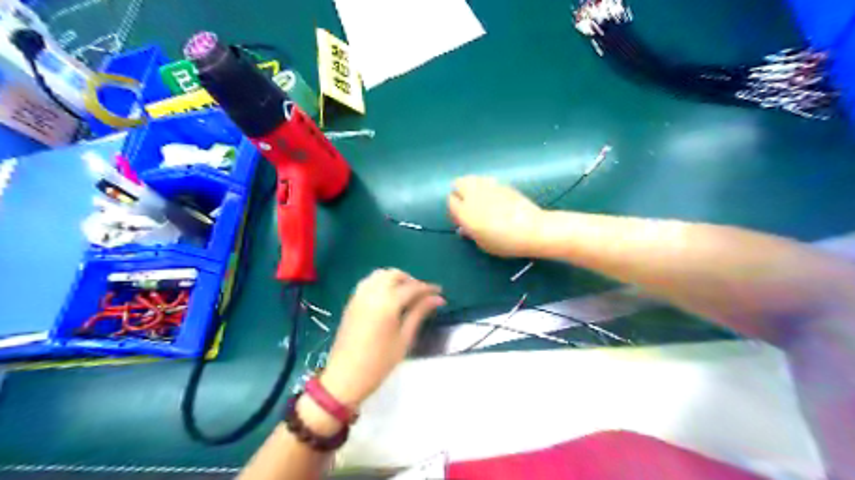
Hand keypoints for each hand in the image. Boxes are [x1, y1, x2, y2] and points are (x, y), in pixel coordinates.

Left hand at [316, 271, 443, 408]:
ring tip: (406, 294)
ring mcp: (359, 296)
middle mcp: (372, 293)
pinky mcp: (351, 302)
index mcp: (387, 303)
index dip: (427, 288)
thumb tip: (437, 299)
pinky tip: (388, 297)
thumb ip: (419, 313)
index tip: (440, 292)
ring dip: (395, 279)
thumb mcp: (404, 338)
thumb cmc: (379, 362)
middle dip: (411, 280)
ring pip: (380, 275)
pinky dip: (381, 282)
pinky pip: (368, 282)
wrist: (345, 377)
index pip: (412, 287)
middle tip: (422, 295)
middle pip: (394, 275)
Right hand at [448, 176, 546, 258]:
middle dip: (459, 192)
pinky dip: (486, 187)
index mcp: (465, 212)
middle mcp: (474, 195)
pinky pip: (487, 181)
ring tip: (480, 199)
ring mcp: (489, 187)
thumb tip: (465, 227)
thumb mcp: (483, 244)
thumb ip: (471, 233)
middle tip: (468, 205)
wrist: (532, 230)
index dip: (454, 210)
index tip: (461, 218)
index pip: (450, 201)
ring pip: (472, 178)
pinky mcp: (503, 184)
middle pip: (458, 183)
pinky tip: (495, 199)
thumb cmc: (505, 242)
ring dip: (472, 186)